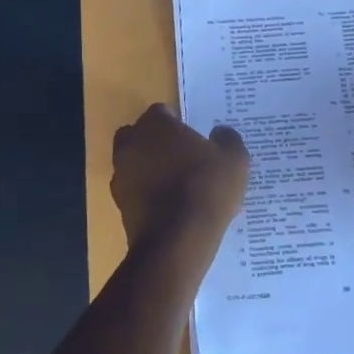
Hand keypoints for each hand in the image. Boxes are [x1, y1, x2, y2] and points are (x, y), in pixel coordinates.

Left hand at [111, 104, 249, 267]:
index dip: (177, 122)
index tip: (193, 137)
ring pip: (133, 162)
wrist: (176, 241)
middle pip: (140, 134)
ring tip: (175, 184)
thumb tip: (220, 133)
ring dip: (148, 168)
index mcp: (155, 125)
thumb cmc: (206, 189)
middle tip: (181, 157)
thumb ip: (228, 139)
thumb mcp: (234, 160)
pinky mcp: (119, 204)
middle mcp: (131, 144)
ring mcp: (121, 174)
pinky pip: (133, 190)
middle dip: (156, 142)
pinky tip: (167, 206)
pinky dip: (145, 193)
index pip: (162, 112)